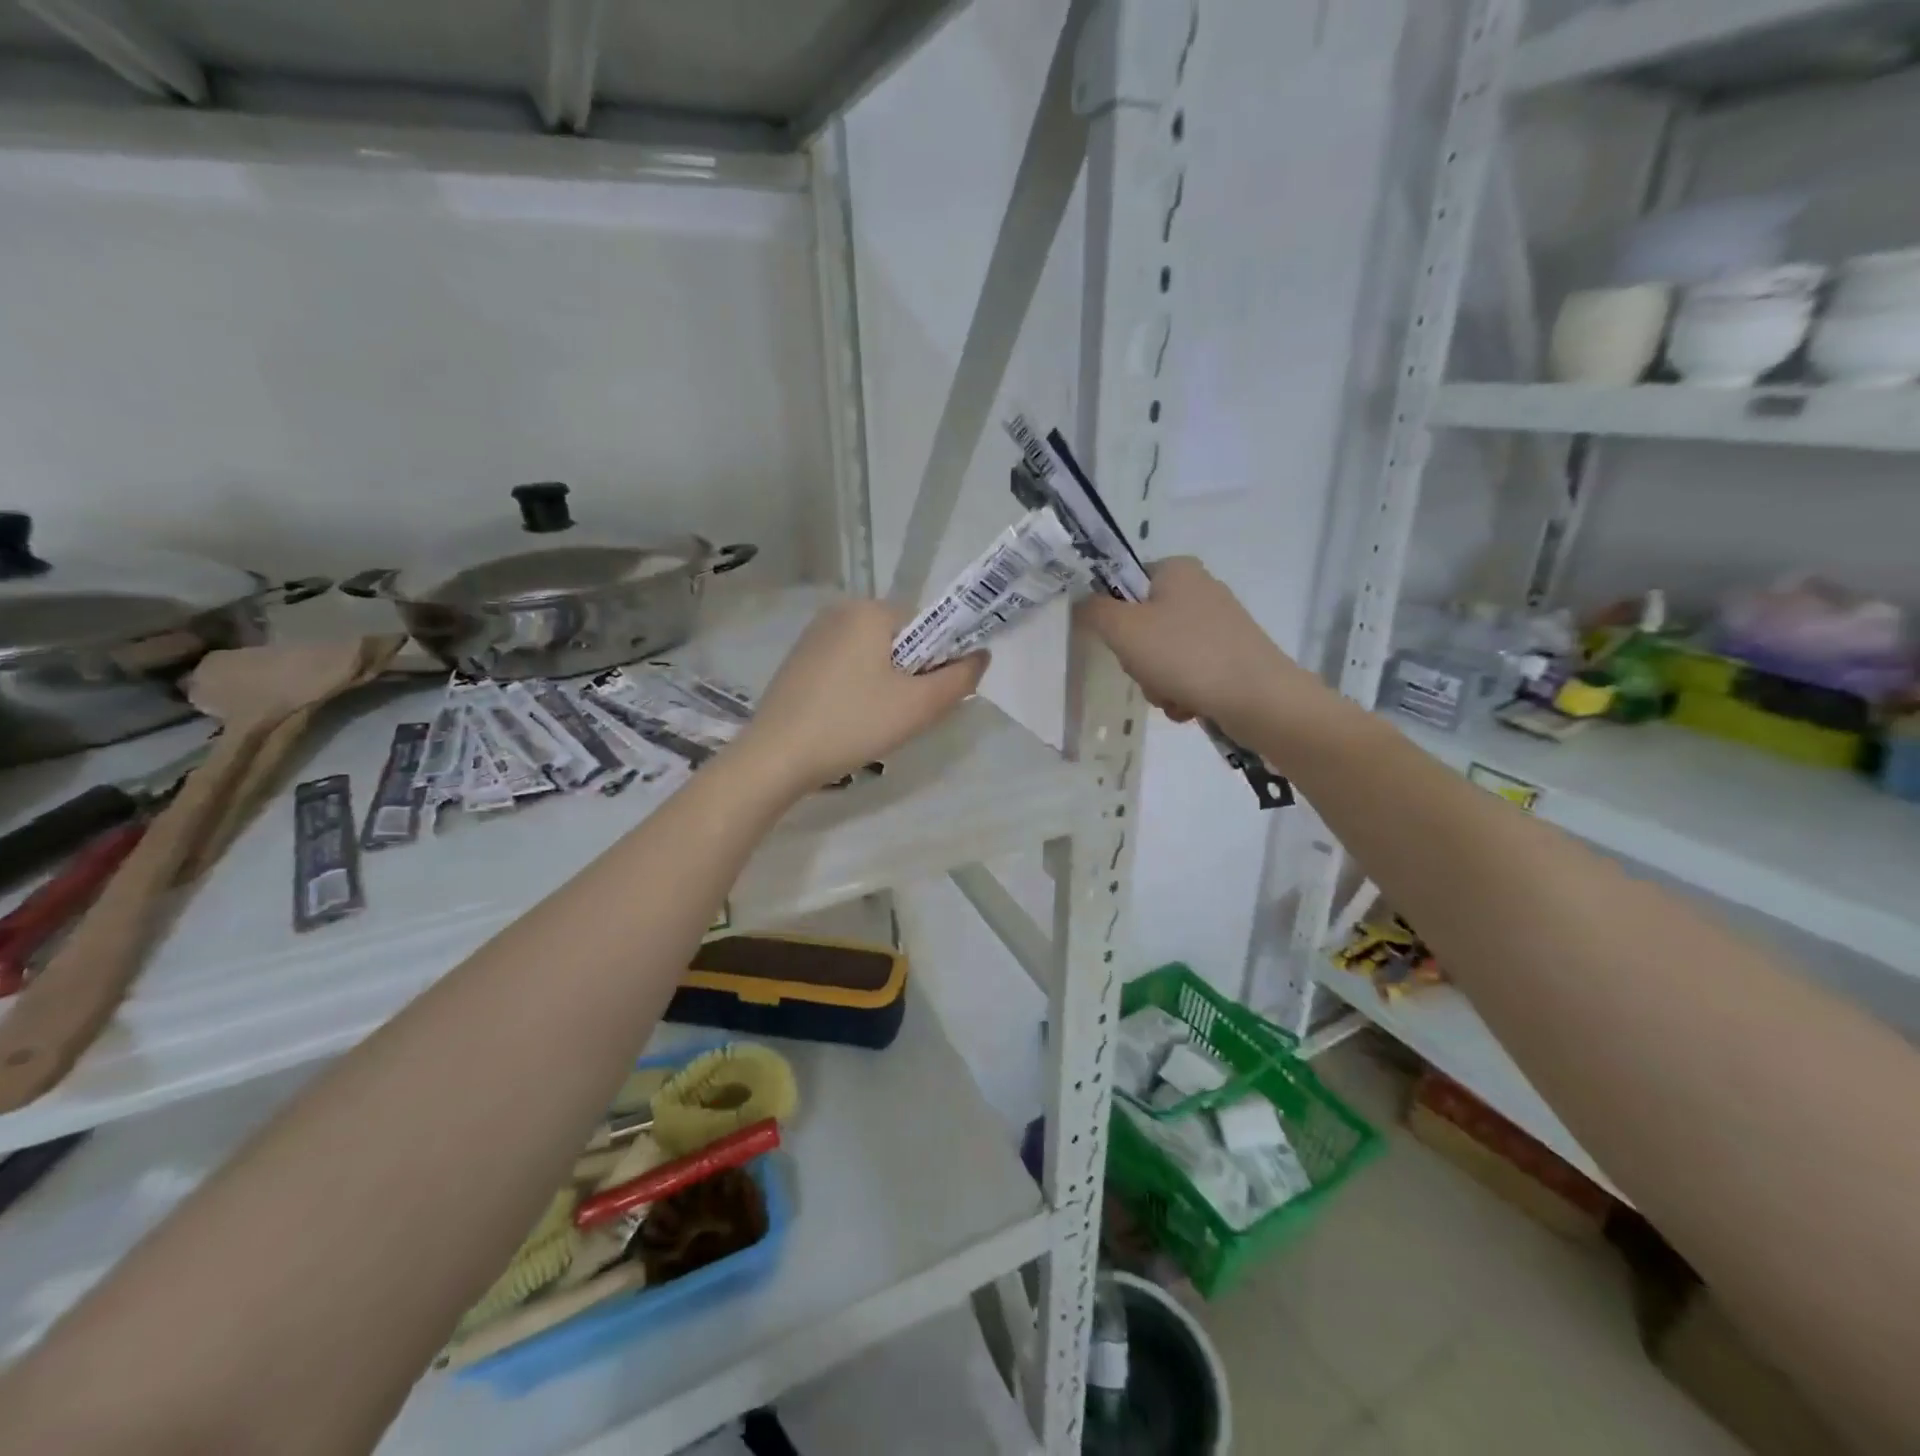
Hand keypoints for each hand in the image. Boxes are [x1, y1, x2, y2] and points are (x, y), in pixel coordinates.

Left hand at [735, 599, 987, 791]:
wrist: (776, 757)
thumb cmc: (853, 724)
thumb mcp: (919, 706)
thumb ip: (960, 678)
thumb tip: (981, 656)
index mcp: (869, 610)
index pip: (927, 625)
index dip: (938, 661)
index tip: (929, 698)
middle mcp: (839, 611)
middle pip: (899, 640)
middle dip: (910, 675)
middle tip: (903, 716)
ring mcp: (813, 636)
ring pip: (873, 656)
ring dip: (885, 685)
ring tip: (874, 722)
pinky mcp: (798, 662)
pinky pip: (846, 667)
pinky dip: (858, 689)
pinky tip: (848, 720)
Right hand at [1076, 557, 1306, 732]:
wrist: (1259, 698)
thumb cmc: (1186, 654)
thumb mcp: (1124, 629)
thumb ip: (1093, 611)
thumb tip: (1082, 603)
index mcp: (1176, 569)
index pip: (1124, 583)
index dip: (1112, 615)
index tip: (1118, 641)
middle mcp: (1199, 589)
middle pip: (1141, 625)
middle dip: (1138, 660)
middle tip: (1147, 671)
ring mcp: (1218, 625)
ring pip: (1161, 655)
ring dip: (1156, 682)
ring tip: (1172, 695)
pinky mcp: (1230, 656)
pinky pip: (1187, 673)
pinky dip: (1180, 692)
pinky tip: (1189, 704)